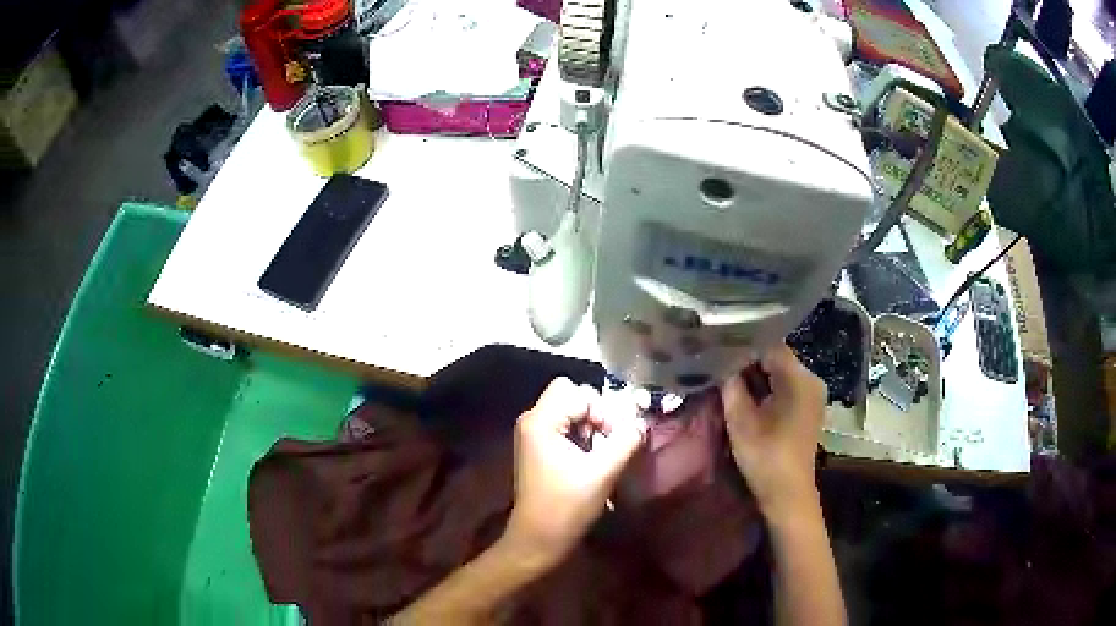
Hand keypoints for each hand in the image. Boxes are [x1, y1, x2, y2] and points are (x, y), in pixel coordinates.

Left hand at [504, 378, 645, 567]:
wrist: (538, 538)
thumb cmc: (567, 506)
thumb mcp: (602, 473)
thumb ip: (625, 441)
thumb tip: (641, 423)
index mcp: (541, 421)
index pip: (579, 392)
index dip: (602, 410)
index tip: (613, 439)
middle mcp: (532, 420)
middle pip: (572, 395)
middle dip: (597, 413)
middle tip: (609, 442)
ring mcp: (533, 433)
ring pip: (570, 410)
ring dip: (591, 426)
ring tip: (601, 454)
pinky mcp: (538, 447)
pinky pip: (564, 426)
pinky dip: (581, 435)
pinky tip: (589, 459)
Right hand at [721, 344, 827, 520]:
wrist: (788, 494)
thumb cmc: (765, 457)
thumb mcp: (741, 420)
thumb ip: (731, 385)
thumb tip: (722, 363)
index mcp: (799, 378)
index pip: (769, 346)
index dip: (744, 347)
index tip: (720, 350)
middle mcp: (811, 379)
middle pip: (776, 358)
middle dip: (749, 362)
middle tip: (720, 365)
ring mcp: (813, 394)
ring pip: (780, 372)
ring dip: (757, 377)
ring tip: (729, 380)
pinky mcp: (808, 407)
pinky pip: (786, 386)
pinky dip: (768, 388)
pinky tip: (748, 397)